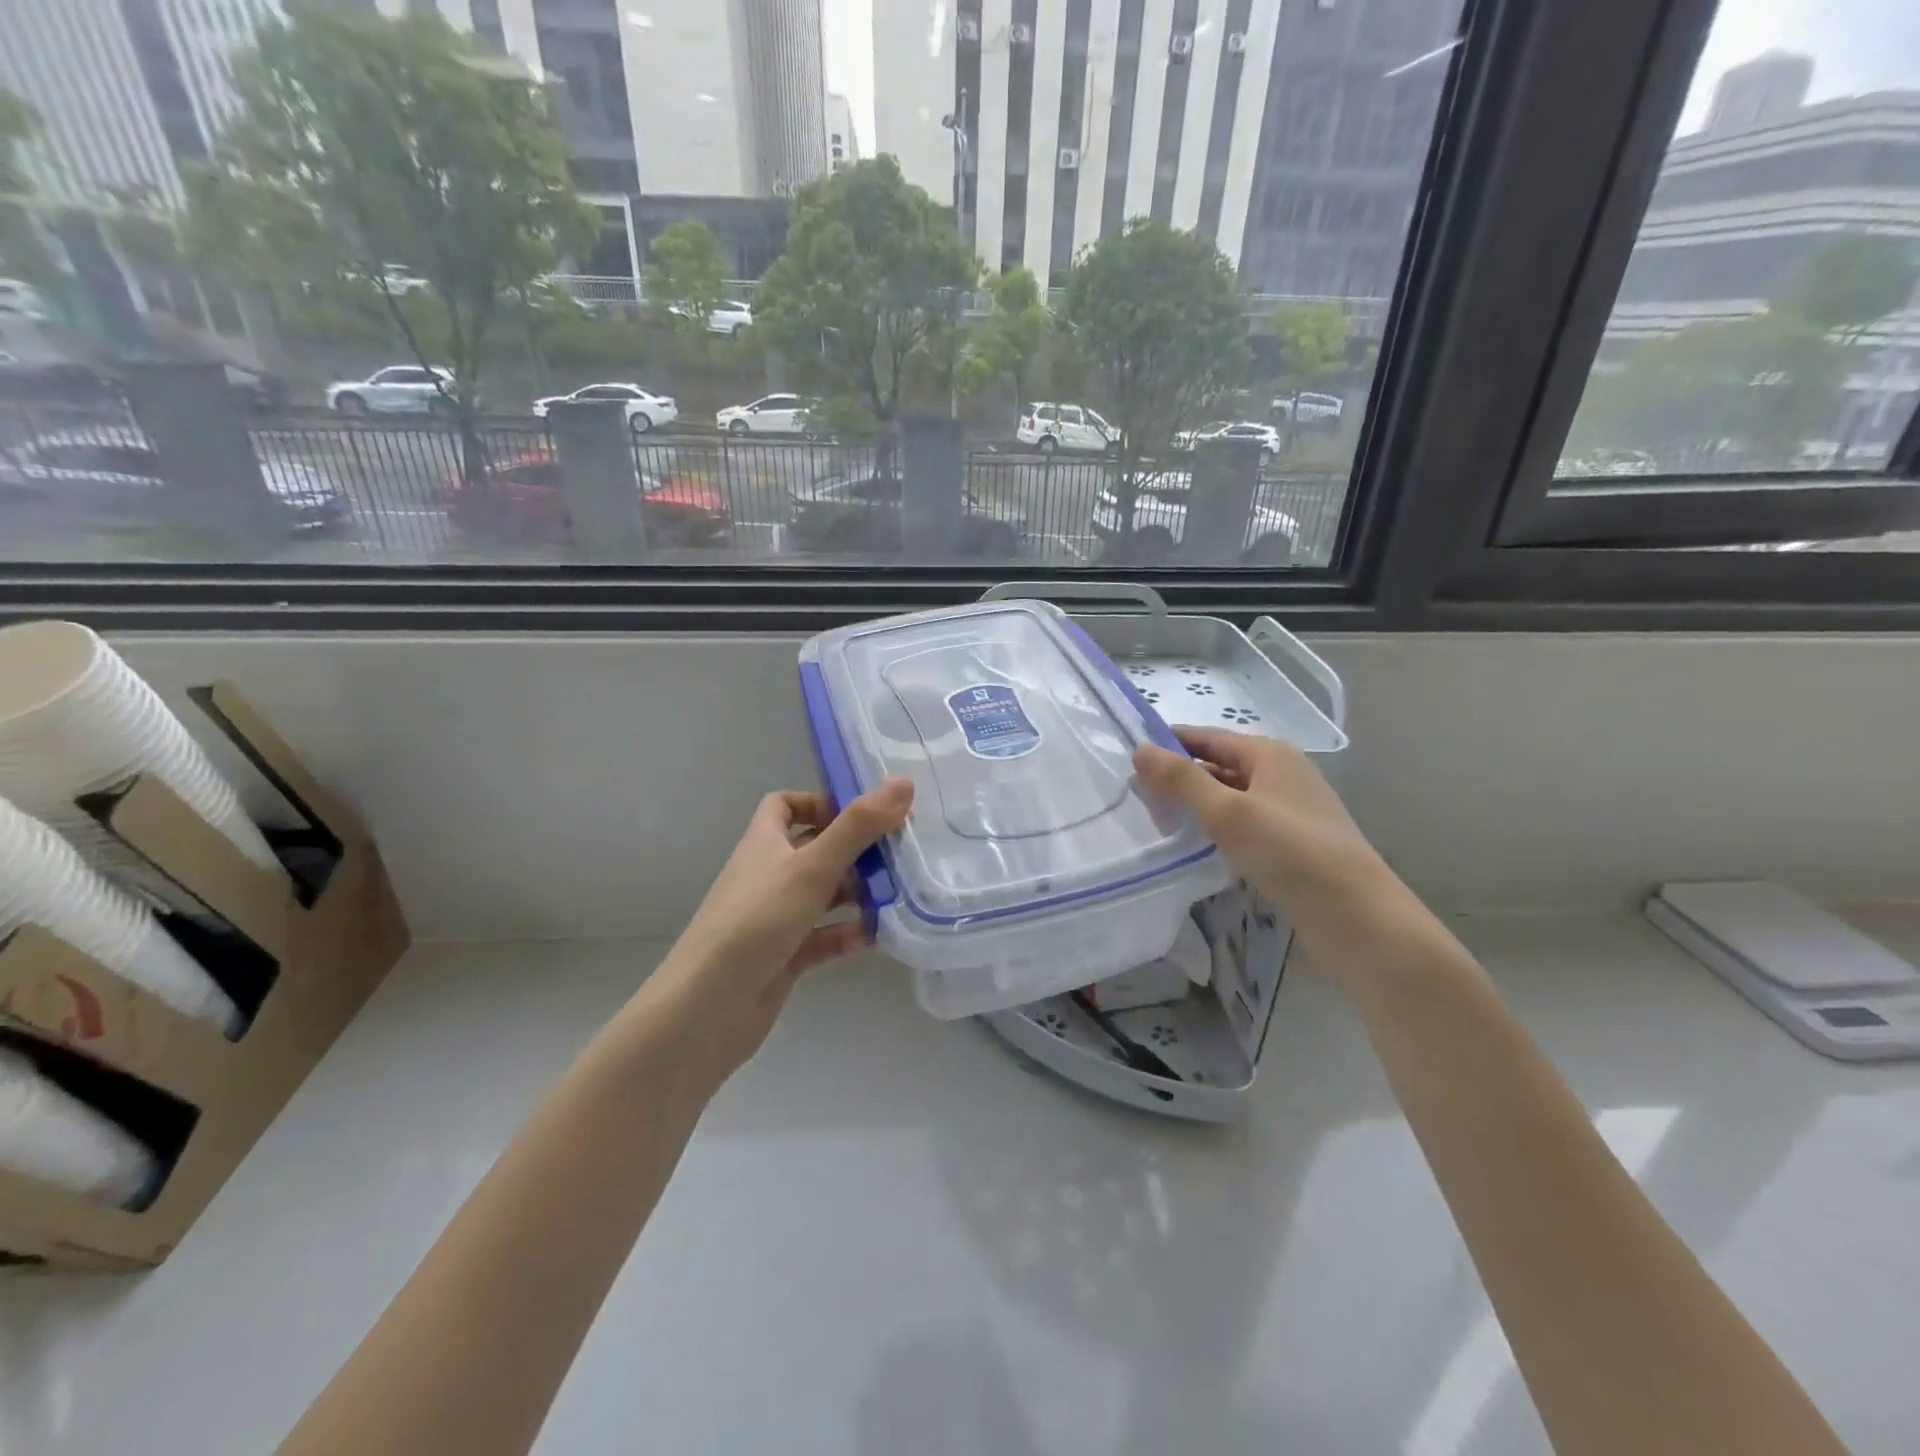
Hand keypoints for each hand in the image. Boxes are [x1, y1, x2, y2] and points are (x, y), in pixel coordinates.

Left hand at [642, 779, 913, 1085]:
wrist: (708, 1008)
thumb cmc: (758, 921)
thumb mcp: (812, 865)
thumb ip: (859, 826)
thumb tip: (903, 782)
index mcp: (764, 842)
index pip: (785, 805)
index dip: (820, 802)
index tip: (863, 813)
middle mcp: (768, 874)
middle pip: (815, 849)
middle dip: (856, 851)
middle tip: (900, 854)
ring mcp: (775, 918)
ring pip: (824, 895)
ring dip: (858, 893)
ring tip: (900, 894)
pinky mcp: (784, 956)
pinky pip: (823, 937)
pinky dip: (849, 934)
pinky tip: (879, 938)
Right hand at [1133, 727, 1384, 908]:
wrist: (1356, 917)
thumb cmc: (1290, 852)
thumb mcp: (1228, 812)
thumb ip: (1182, 780)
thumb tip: (1140, 750)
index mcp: (1270, 755)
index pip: (1207, 737)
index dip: (1169, 743)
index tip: (1128, 757)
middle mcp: (1281, 775)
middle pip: (1218, 765)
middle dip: (1179, 777)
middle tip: (1134, 795)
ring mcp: (1288, 810)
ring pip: (1229, 797)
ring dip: (1195, 805)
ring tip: (1156, 821)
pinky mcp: (1290, 843)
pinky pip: (1241, 824)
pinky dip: (1214, 828)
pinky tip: (1193, 846)